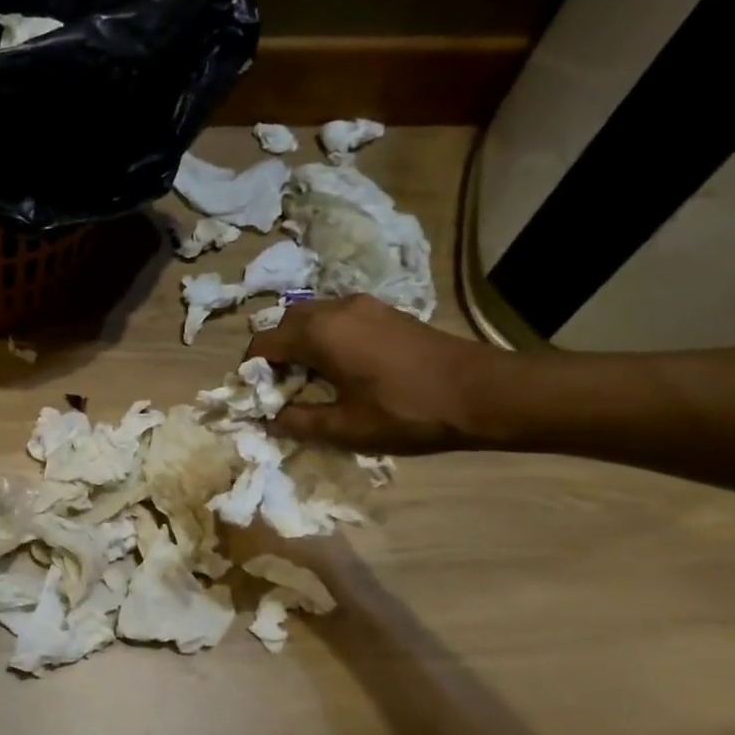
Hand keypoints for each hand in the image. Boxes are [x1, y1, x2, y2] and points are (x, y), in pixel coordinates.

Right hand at [245, 297, 509, 453]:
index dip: (252, 370)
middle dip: (276, 351)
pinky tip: (344, 367)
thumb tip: (270, 419)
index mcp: (318, 334)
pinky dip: (328, 337)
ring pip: (314, 317)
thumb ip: (300, 422)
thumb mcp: (347, 427)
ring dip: (302, 342)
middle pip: (286, 322)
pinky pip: (339, 318)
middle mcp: (335, 309)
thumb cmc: (407, 411)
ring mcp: (364, 306)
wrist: (483, 392)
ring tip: (313, 378)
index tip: (257, 396)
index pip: (263, 343)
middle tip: (283, 386)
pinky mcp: (386, 311)